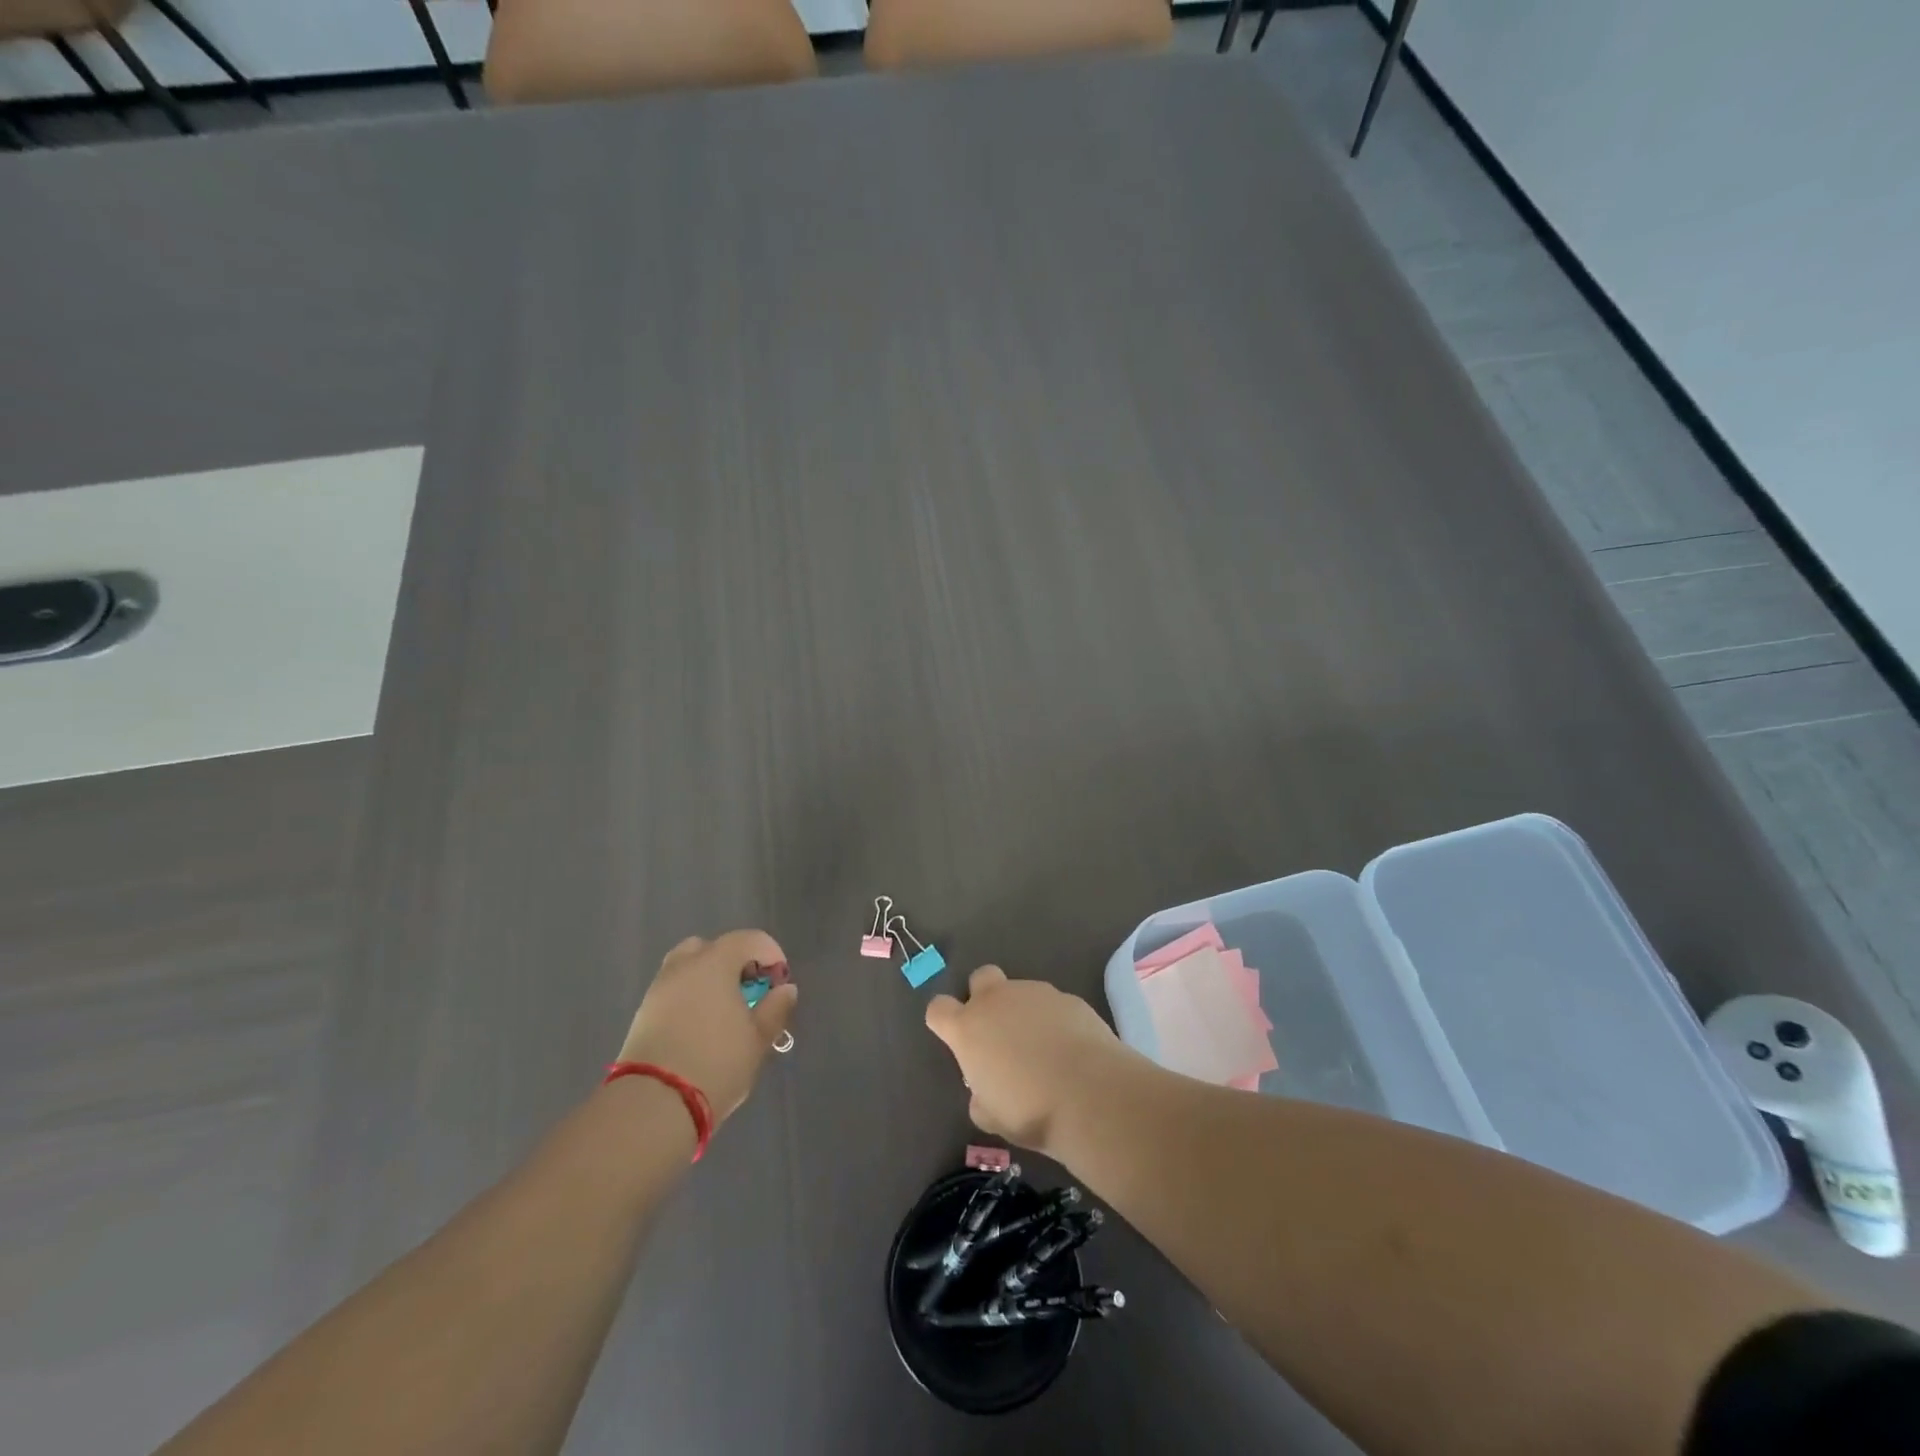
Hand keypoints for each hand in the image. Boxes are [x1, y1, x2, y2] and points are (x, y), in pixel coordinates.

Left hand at [617, 930, 797, 1123]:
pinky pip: (673, 991)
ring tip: (724, 1011)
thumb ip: (775, 1008)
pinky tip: (701, 1027)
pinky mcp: (642, 1014)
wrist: (652, 1105)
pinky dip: (690, 997)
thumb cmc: (716, 1064)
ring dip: (708, 979)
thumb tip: (785, 989)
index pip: (749, 939)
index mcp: (715, 962)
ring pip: (687, 968)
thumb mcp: (758, 1039)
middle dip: (734, 961)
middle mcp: (683, 966)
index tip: (779, 983)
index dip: (771, 954)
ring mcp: (658, 989)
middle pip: (712, 947)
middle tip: (748, 990)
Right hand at [924, 966, 1127, 1153]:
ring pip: (1021, 992)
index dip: (943, 1020)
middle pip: (980, 978)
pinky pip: (1053, 1005)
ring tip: (1043, 1050)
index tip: (955, 1038)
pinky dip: (1055, 1021)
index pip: (938, 1008)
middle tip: (998, 1031)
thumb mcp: (992, 1116)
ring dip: (1024, 1013)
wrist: (1090, 1093)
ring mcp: (1035, 993)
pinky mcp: (1068, 998)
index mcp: (969, 1028)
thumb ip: (981, 1096)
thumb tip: (985, 1091)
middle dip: (984, 996)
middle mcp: (998, 1000)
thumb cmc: (1030, 1110)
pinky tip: (1070, 1050)